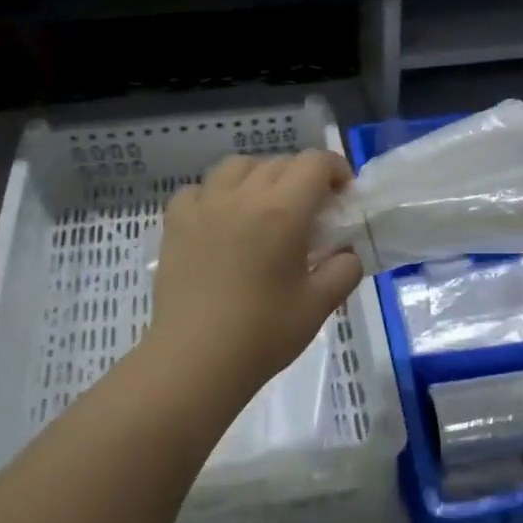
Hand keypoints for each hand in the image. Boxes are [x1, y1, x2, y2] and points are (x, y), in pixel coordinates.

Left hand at [145, 150, 363, 404]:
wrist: (196, 360)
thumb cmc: (263, 333)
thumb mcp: (319, 305)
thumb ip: (344, 270)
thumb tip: (347, 254)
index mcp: (282, 212)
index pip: (315, 164)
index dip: (336, 169)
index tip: (344, 195)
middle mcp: (242, 197)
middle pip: (278, 162)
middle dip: (303, 177)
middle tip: (312, 211)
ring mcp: (204, 207)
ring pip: (236, 166)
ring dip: (260, 176)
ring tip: (266, 207)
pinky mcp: (176, 224)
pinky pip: (199, 189)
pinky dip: (217, 194)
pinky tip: (223, 219)